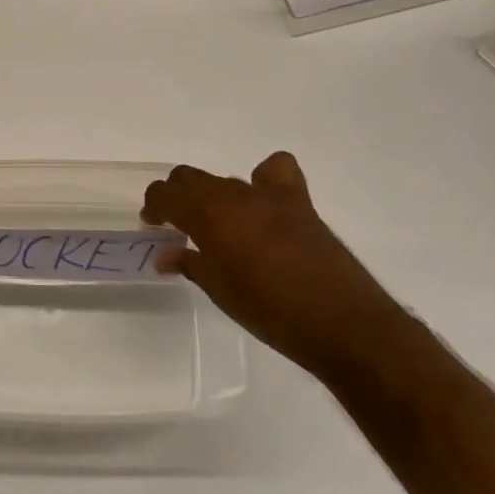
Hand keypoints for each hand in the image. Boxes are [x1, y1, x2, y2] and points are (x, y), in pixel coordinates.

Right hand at [142, 152, 401, 376]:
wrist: (341, 323)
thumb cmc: (269, 312)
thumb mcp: (220, 291)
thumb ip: (190, 264)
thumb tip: (165, 255)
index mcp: (207, 215)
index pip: (165, 193)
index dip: (154, 205)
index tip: (153, 224)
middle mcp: (233, 195)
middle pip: (190, 177)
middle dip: (177, 195)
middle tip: (177, 224)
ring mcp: (268, 195)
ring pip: (225, 179)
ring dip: (213, 195)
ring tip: (218, 224)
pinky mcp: (299, 202)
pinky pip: (276, 170)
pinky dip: (264, 177)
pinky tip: (263, 201)